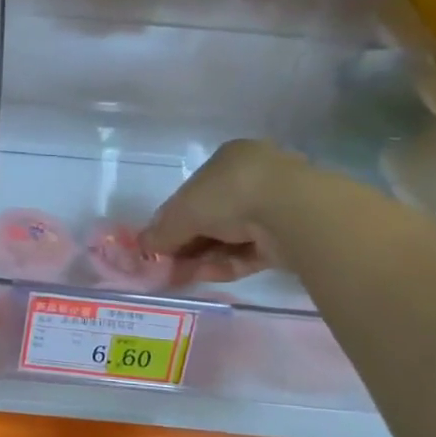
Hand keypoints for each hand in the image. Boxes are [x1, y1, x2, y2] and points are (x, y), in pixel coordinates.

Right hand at [139, 140, 302, 283]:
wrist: (292, 211)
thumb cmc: (230, 194)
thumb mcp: (183, 211)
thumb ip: (162, 230)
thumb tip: (142, 246)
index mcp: (229, 159)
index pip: (194, 191)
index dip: (173, 218)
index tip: (159, 242)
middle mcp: (253, 179)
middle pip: (211, 217)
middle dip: (187, 243)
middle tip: (166, 265)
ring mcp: (275, 208)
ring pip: (230, 237)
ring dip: (202, 257)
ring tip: (178, 277)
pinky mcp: (289, 237)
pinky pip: (249, 252)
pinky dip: (226, 264)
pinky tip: (203, 276)